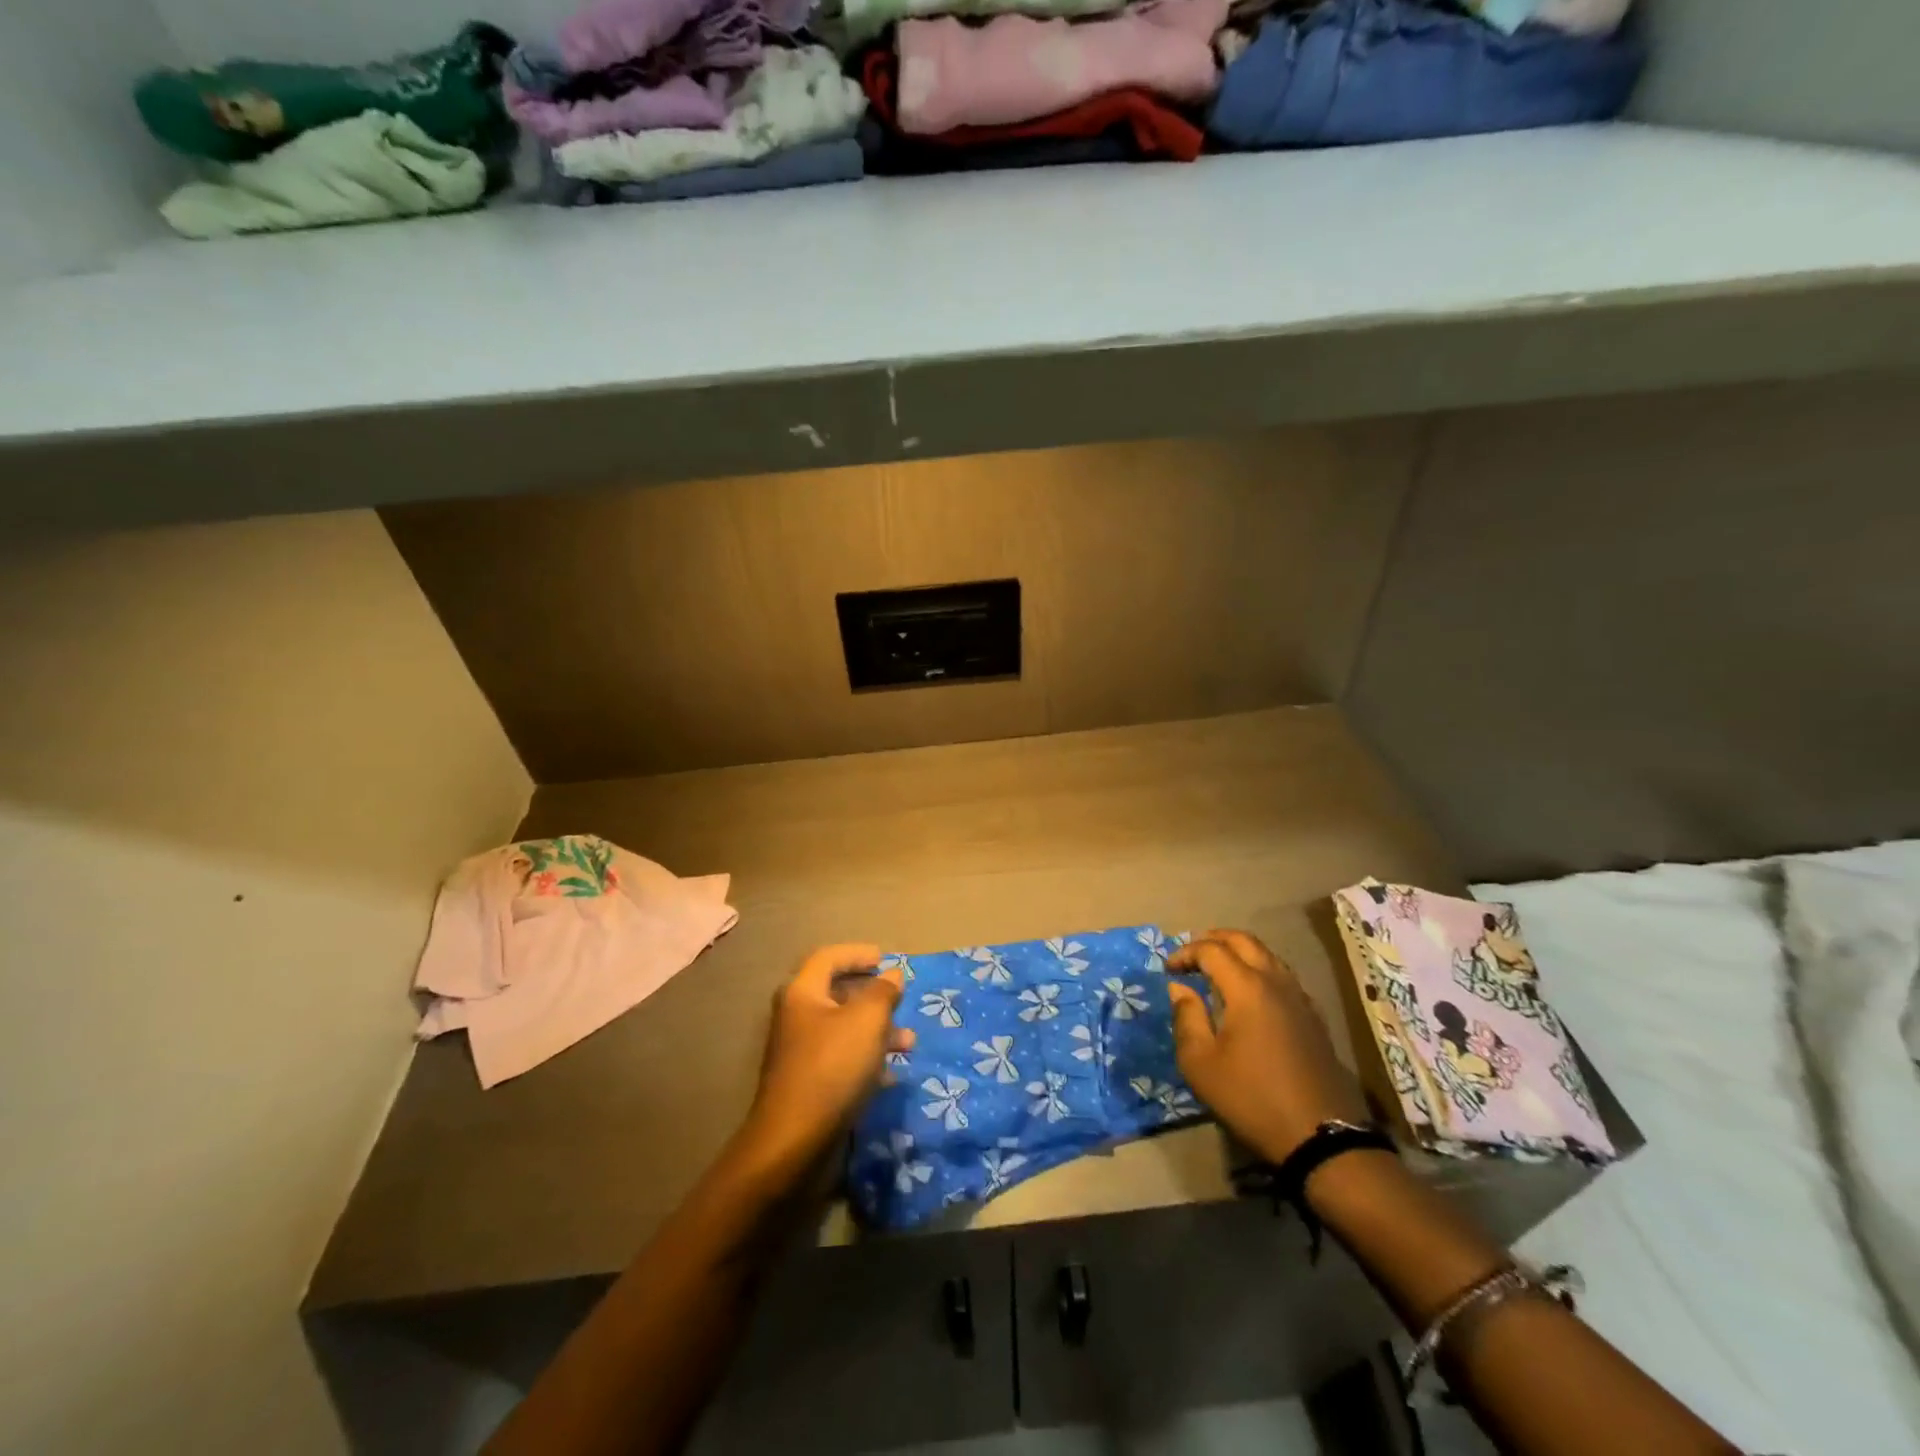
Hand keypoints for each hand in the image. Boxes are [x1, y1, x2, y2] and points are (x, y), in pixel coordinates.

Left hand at [735, 944, 913, 1176]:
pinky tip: (891, 1074)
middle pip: (837, 994)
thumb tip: (892, 975)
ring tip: (909, 1043)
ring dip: (878, 1030)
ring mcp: (802, 1054)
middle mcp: (797, 1018)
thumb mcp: (867, 1021)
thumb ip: (883, 992)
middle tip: (900, 1000)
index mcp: (802, 994)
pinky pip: (843, 1060)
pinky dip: (868, 1061)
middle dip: (874, 996)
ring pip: (845, 1030)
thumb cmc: (832, 1068)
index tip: (886, 959)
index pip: (828, 958)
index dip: (857, 954)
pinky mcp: (810, 1086)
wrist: (795, 1144)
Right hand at [1166, 929, 1367, 1163]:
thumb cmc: (1251, 1098)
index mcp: (1247, 988)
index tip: (1168, 970)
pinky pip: (1282, 977)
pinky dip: (1259, 971)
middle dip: (1214, 939)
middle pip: (1245, 941)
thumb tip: (1180, 988)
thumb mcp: (1200, 1064)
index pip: (1212, 950)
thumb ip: (1186, 1018)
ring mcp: (1300, 999)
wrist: (1321, 1137)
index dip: (1185, 952)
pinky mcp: (1314, 1018)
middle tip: (1192, 952)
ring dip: (1239, 953)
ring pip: (1268, 956)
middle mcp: (1276, 982)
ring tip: (1218, 968)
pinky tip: (1249, 995)